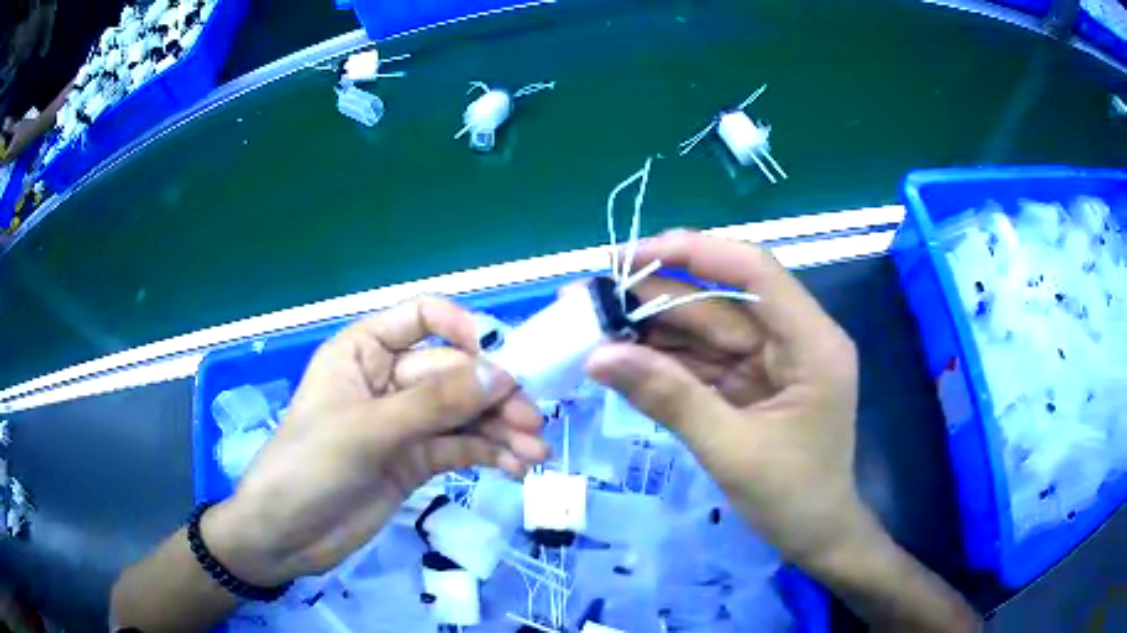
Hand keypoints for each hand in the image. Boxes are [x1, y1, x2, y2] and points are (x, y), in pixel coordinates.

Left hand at [205, 297, 549, 585]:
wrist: (286, 534)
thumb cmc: (309, 467)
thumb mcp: (368, 430)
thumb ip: (434, 404)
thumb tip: (502, 375)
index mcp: (364, 351)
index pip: (421, 318)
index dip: (461, 328)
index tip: (495, 360)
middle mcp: (387, 380)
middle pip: (453, 373)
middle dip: (493, 397)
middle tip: (531, 423)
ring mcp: (403, 423)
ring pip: (462, 415)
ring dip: (500, 430)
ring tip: (533, 455)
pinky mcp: (414, 461)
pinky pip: (459, 449)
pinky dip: (488, 455)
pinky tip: (514, 468)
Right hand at [586, 230, 866, 566]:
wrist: (817, 537)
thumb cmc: (793, 498)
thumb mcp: (732, 450)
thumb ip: (670, 399)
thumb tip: (599, 357)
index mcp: (812, 343)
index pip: (754, 272)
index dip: (695, 252)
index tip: (633, 254)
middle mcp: (794, 339)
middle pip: (721, 301)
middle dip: (656, 297)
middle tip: (591, 295)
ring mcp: (772, 361)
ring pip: (706, 330)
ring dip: (652, 329)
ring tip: (593, 324)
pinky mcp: (752, 383)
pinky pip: (703, 361)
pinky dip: (664, 360)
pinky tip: (622, 355)